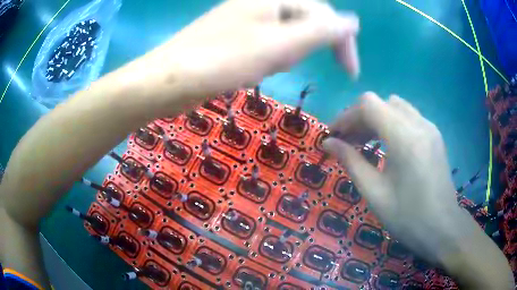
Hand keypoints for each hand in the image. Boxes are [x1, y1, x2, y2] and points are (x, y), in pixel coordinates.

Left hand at [121, 0, 359, 97]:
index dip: (343, 41)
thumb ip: (321, 30)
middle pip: (305, 20)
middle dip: (310, 46)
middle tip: (295, 67)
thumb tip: (353, 21)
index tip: (350, 73)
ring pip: (287, 32)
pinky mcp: (235, 32)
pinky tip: (256, 67)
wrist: (171, 79)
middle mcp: (262, 1)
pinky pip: (268, 40)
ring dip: (290, 53)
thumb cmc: (224, 60)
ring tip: (270, 68)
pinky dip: (271, 55)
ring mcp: (246, 15)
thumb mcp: (281, 45)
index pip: (324, 13)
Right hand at [323, 93, 513, 288]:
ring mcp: (429, 127)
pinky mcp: (434, 135)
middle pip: (381, 102)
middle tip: (348, 141)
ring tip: (365, 142)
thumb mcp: (374, 193)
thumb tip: (328, 143)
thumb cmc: (407, 217)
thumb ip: (351, 162)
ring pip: (395, 106)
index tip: (334, 135)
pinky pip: (408, 117)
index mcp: (404, 138)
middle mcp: (419, 124)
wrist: (442, 228)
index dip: (346, 115)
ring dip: (376, 118)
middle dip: (360, 117)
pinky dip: (391, 123)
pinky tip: (388, 145)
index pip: (368, 105)